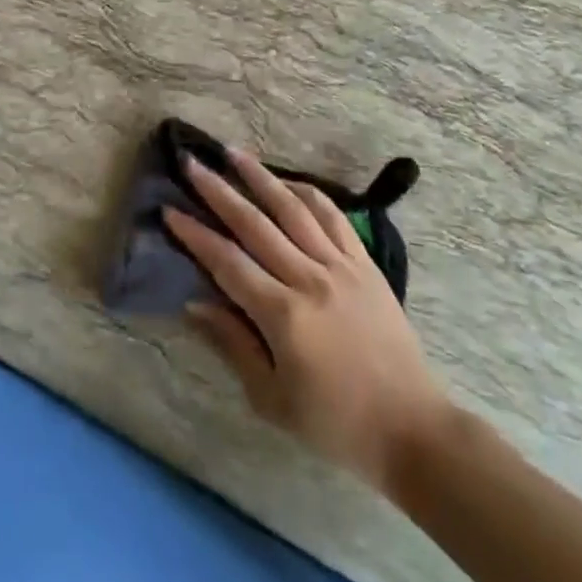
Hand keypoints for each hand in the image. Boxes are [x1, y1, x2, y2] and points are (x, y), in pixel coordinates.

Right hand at [166, 148, 451, 490]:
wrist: (412, 428)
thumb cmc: (335, 423)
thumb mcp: (272, 400)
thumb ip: (232, 344)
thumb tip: (194, 302)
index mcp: (283, 315)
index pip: (227, 262)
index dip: (195, 235)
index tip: (169, 210)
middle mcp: (309, 279)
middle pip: (254, 224)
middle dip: (218, 191)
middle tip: (192, 164)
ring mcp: (340, 266)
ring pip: (293, 209)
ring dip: (260, 178)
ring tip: (234, 152)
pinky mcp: (365, 264)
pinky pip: (333, 217)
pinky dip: (308, 194)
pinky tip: (288, 182)